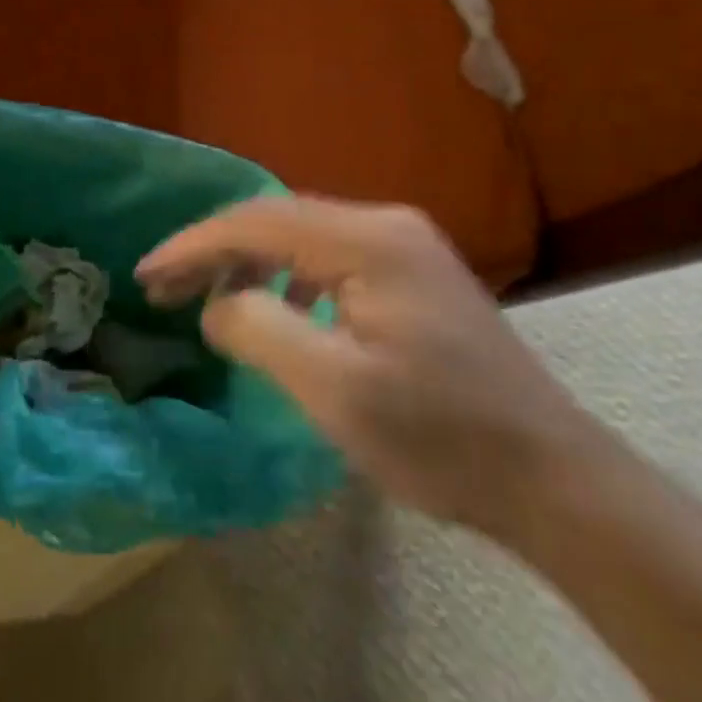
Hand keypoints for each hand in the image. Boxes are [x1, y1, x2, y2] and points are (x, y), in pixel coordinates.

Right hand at [138, 197, 599, 539]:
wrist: (554, 480)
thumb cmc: (440, 438)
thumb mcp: (335, 389)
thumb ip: (259, 329)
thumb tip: (216, 305)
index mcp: (369, 239)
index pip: (257, 221)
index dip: (193, 245)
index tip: (147, 274)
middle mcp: (386, 224)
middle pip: (277, 221)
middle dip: (213, 250)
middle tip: (163, 287)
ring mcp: (404, 247)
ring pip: (300, 237)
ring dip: (246, 261)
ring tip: (205, 297)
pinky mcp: (412, 275)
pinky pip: (327, 258)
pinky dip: (283, 277)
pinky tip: (272, 307)